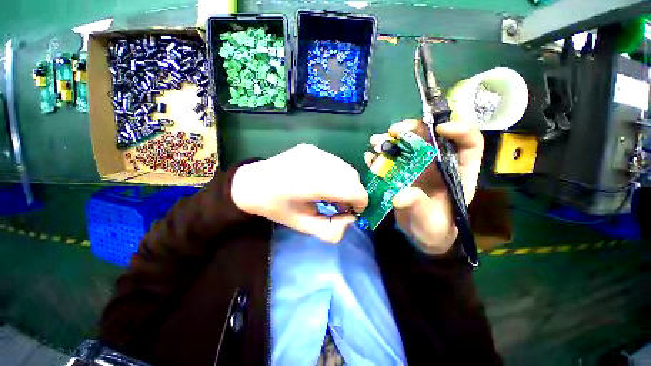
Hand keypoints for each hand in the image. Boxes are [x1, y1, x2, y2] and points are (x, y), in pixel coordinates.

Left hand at [232, 144, 368, 242]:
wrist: (252, 183)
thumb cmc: (277, 208)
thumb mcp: (303, 226)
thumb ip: (331, 230)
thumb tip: (351, 219)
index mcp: (313, 184)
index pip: (354, 189)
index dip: (360, 203)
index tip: (351, 211)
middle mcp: (316, 162)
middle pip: (352, 177)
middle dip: (353, 193)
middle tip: (339, 204)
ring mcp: (314, 151)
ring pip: (345, 168)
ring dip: (345, 183)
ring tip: (330, 192)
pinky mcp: (311, 148)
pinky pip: (334, 162)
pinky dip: (336, 174)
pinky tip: (322, 181)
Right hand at [364, 119, 482, 254]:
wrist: (419, 234)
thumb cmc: (433, 228)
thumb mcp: (430, 222)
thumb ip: (419, 207)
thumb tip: (400, 196)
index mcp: (457, 172)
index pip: (469, 143)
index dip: (460, 130)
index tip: (439, 128)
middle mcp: (438, 163)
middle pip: (431, 136)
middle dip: (413, 128)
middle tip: (394, 131)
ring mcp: (418, 165)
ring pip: (407, 143)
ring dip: (391, 140)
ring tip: (376, 142)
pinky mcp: (401, 171)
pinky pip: (391, 158)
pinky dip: (380, 155)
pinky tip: (370, 157)